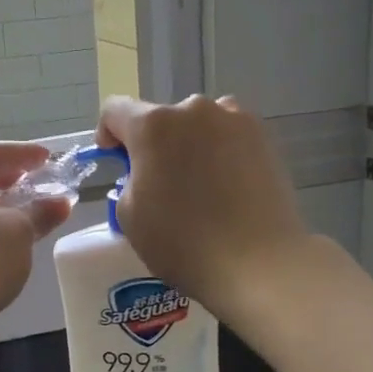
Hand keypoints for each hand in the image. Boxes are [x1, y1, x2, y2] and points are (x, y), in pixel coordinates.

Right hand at [96, 95, 310, 320]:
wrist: (257, 262)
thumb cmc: (183, 242)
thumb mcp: (130, 216)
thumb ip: (129, 180)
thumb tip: (147, 173)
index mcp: (153, 125)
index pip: (116, 110)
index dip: (108, 133)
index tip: (115, 160)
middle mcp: (193, 109)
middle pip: (161, 118)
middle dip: (153, 144)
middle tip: (159, 183)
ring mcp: (234, 120)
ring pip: (198, 125)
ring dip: (189, 144)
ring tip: (198, 184)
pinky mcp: (264, 138)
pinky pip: (229, 136)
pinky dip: (220, 152)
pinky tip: (226, 187)